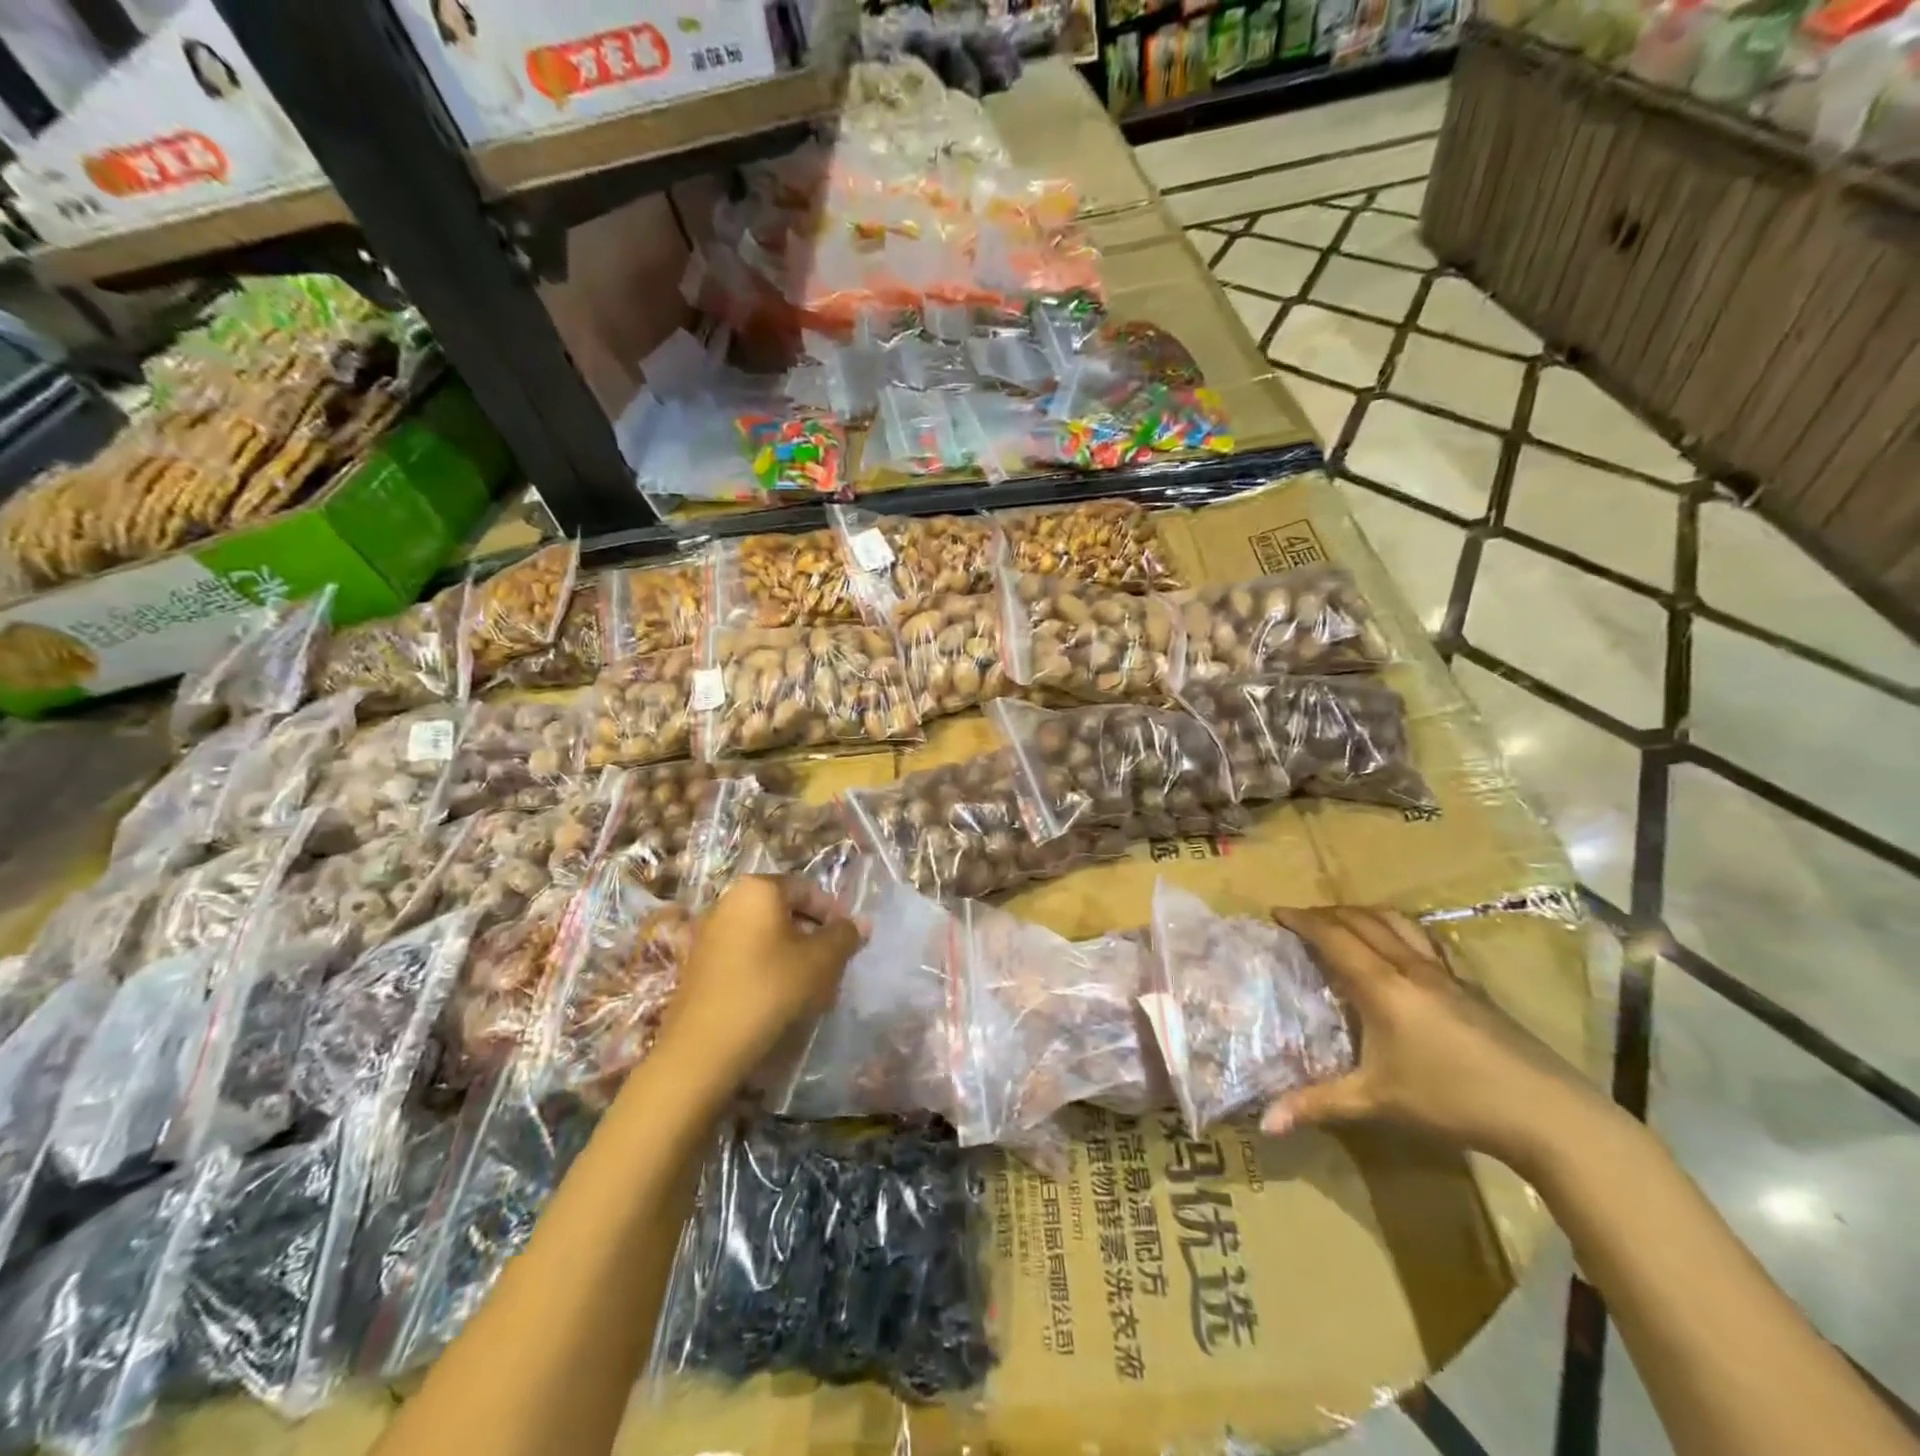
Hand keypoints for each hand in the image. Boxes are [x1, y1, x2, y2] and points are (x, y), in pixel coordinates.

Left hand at [663, 875, 864, 1087]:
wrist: (705, 1046)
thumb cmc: (770, 988)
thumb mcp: (822, 961)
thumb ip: (845, 936)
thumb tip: (861, 923)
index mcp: (758, 888)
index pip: (807, 890)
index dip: (834, 914)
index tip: (849, 942)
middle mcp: (729, 901)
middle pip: (784, 911)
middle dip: (813, 935)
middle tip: (833, 965)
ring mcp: (709, 933)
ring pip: (765, 935)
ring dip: (792, 955)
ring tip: (810, 987)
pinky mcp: (699, 964)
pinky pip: (744, 955)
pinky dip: (766, 968)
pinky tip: (778, 998)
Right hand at [1262, 906, 1617, 1172]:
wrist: (1548, 1114)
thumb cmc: (1453, 1101)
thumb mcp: (1377, 1103)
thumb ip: (1319, 1105)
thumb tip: (1265, 1124)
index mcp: (1382, 986)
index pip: (1333, 937)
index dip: (1302, 921)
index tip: (1277, 913)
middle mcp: (1410, 968)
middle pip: (1363, 921)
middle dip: (1328, 913)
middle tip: (1303, 919)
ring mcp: (1446, 975)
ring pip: (1398, 923)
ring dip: (1364, 914)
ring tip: (1345, 922)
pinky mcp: (1471, 987)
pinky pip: (1423, 941)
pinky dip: (1397, 931)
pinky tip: (1399, 953)